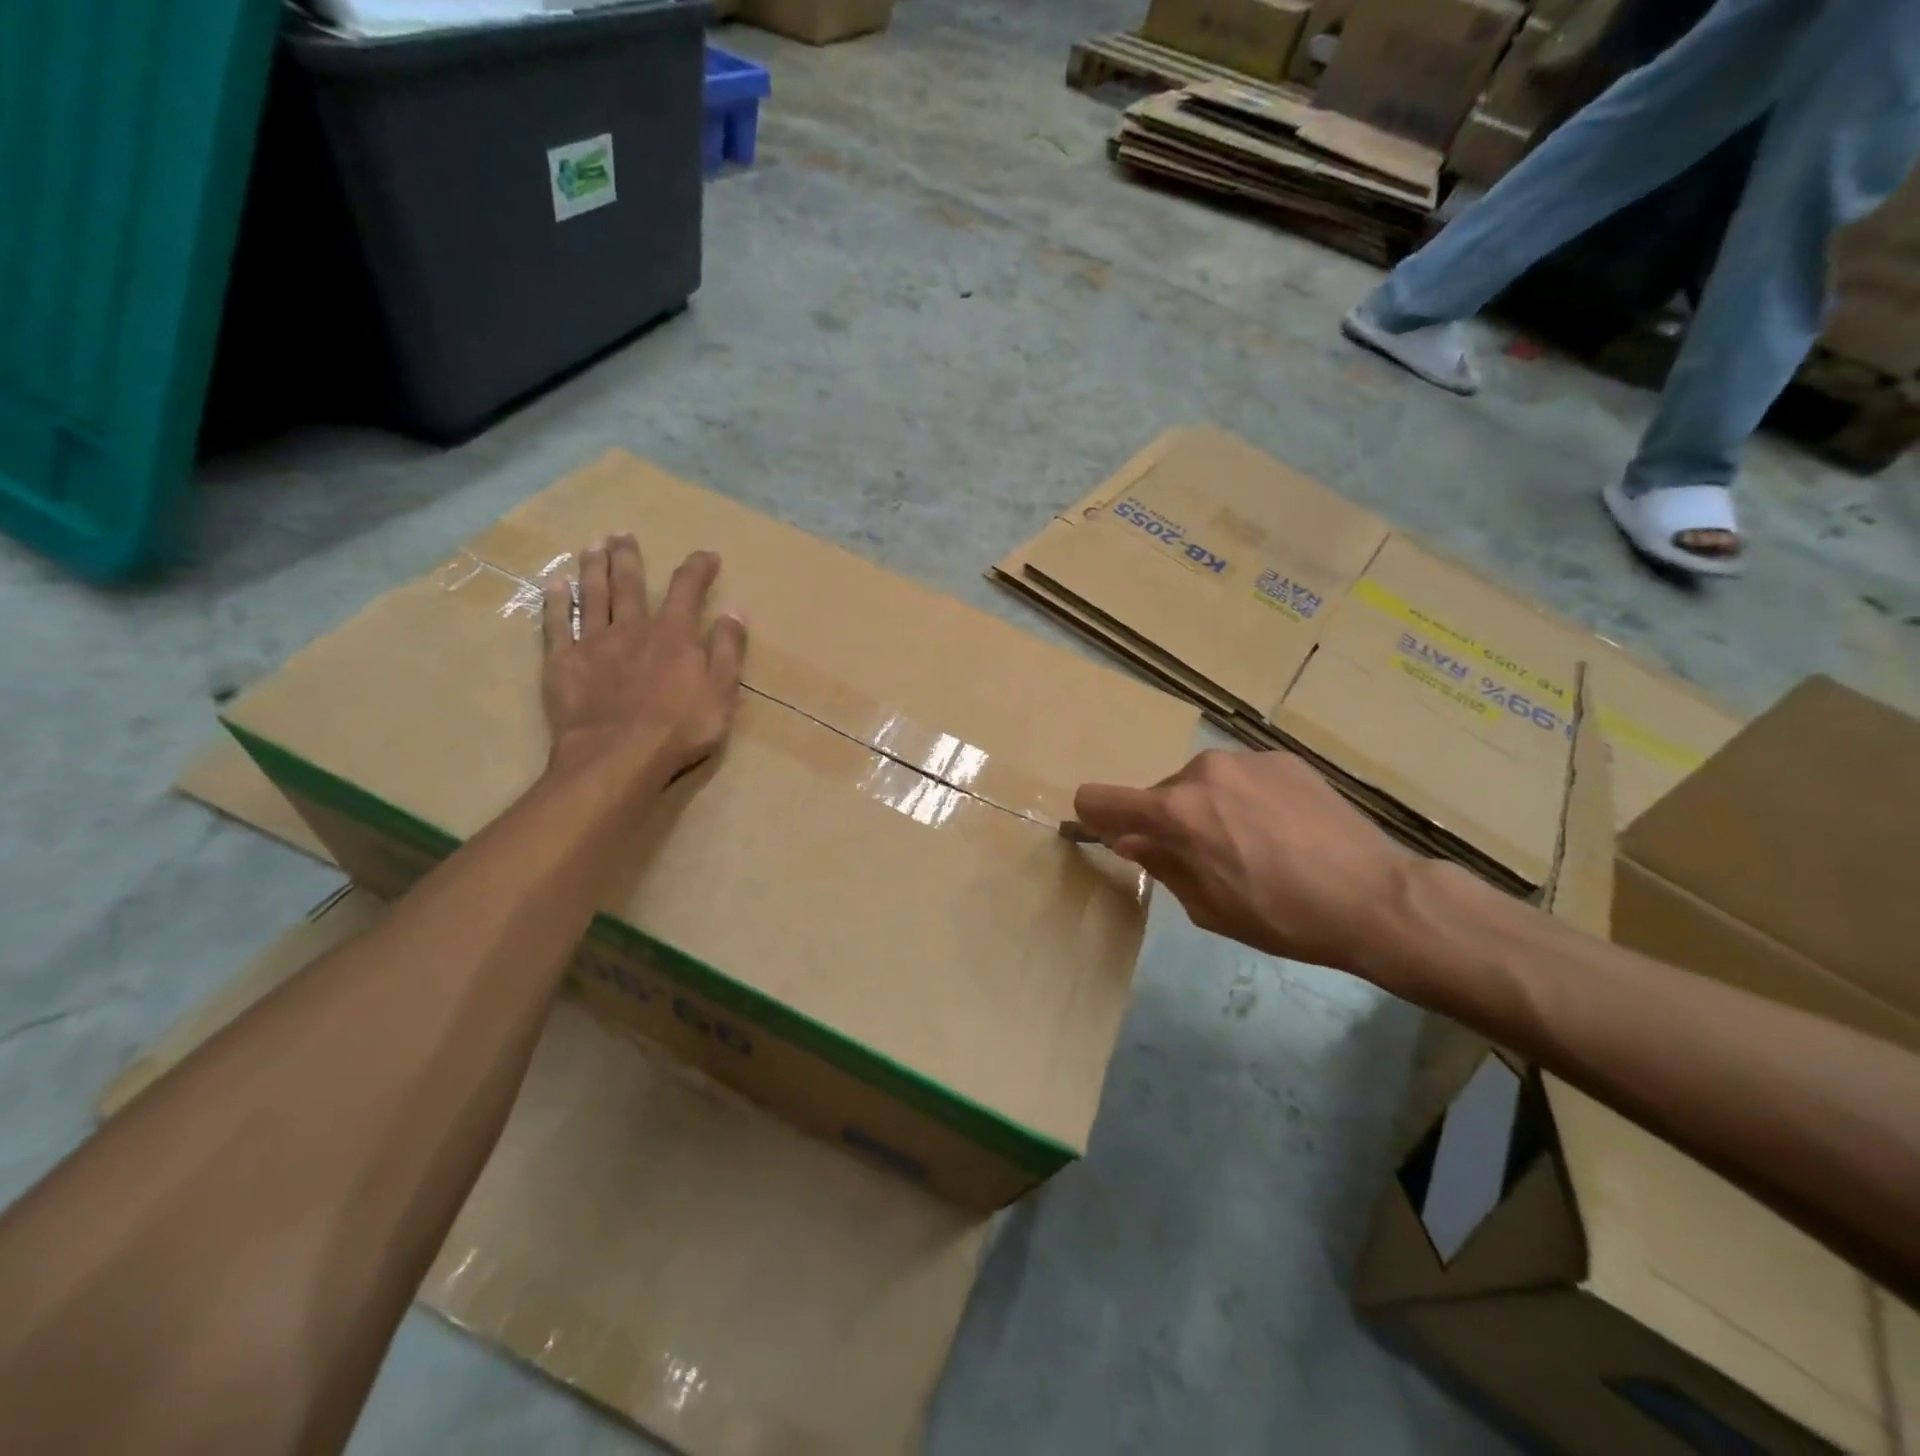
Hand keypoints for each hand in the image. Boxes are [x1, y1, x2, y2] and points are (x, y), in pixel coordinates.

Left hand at [540, 535, 746, 784]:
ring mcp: (593, 643)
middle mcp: (632, 628)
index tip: (707, 555)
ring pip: (592, 595)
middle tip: (623, 534)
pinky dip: (555, 602)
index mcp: (673, 635)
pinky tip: (554, 585)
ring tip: (592, 546)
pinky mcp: (562, 663)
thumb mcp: (721, 693)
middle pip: (629, 584)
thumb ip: (728, 651)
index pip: (688, 589)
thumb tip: (734, 612)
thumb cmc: (679, 729)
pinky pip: (556, 624)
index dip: (698, 568)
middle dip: (629, 557)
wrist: (617, 757)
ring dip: (593, 568)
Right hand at [1073, 748, 1414, 973]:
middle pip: (1159, 793)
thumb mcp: (1208, 906)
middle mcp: (1202, 771)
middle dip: (1169, 822)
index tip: (1113, 836)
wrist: (1375, 897)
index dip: (1096, 817)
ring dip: (1208, 807)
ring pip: (1201, 783)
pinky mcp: (1282, 757)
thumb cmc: (1282, 916)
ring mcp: (1246, 759)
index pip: (1101, 798)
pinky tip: (1282, 828)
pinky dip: (1245, 797)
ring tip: (1253, 842)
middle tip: (1208, 857)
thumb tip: (1130, 840)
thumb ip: (1160, 864)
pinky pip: (1241, 776)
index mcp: (1176, 811)